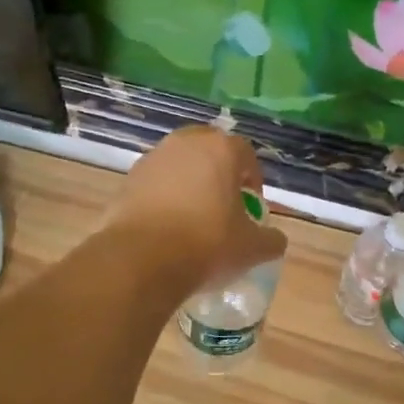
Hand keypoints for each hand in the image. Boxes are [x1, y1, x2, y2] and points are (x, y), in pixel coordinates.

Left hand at [108, 126, 287, 290]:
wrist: (142, 259)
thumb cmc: (207, 245)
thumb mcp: (251, 249)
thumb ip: (270, 240)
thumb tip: (275, 240)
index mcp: (221, 149)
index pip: (245, 154)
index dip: (252, 179)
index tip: (251, 206)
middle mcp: (185, 144)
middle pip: (209, 150)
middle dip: (219, 173)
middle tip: (223, 205)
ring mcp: (153, 158)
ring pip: (179, 164)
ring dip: (188, 182)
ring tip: (192, 217)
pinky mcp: (128, 179)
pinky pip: (154, 182)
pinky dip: (163, 196)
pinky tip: (166, 226)